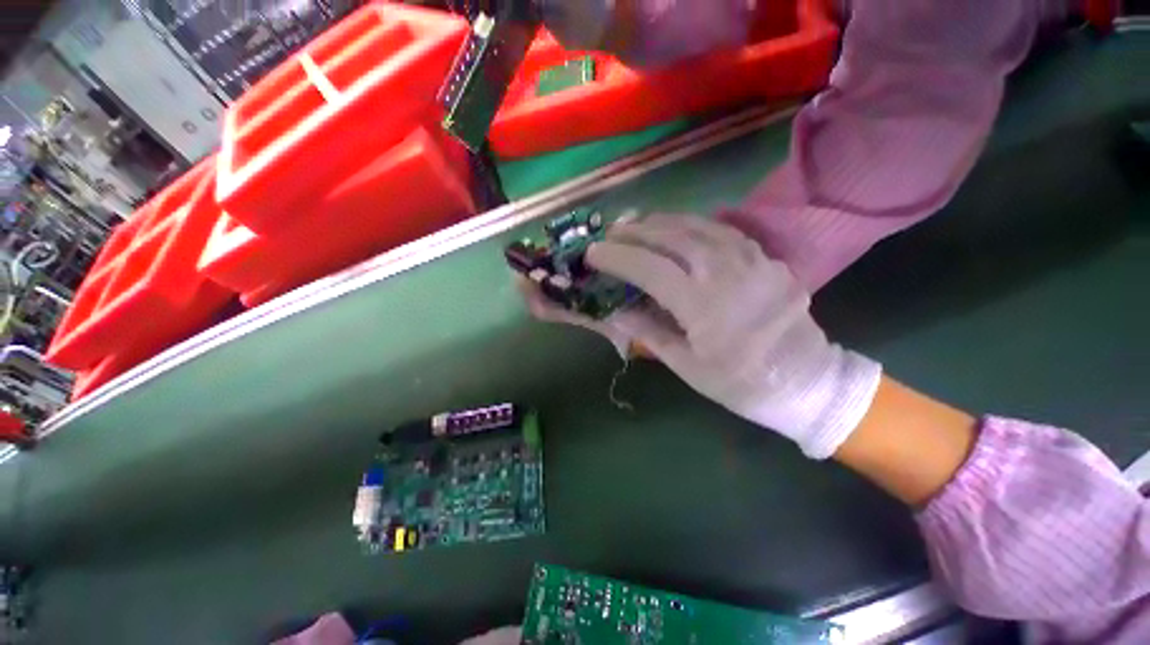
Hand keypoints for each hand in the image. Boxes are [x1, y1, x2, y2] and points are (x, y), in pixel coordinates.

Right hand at [522, 215, 881, 458]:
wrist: (806, 381)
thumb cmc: (739, 383)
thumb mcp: (686, 365)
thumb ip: (648, 332)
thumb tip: (616, 311)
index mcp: (704, 306)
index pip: (651, 269)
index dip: (618, 257)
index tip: (593, 253)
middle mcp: (727, 273)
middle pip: (673, 238)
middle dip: (635, 231)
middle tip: (610, 232)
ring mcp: (752, 260)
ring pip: (698, 226)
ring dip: (661, 222)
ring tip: (637, 223)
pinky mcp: (766, 258)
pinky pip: (723, 231)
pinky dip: (693, 224)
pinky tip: (678, 227)